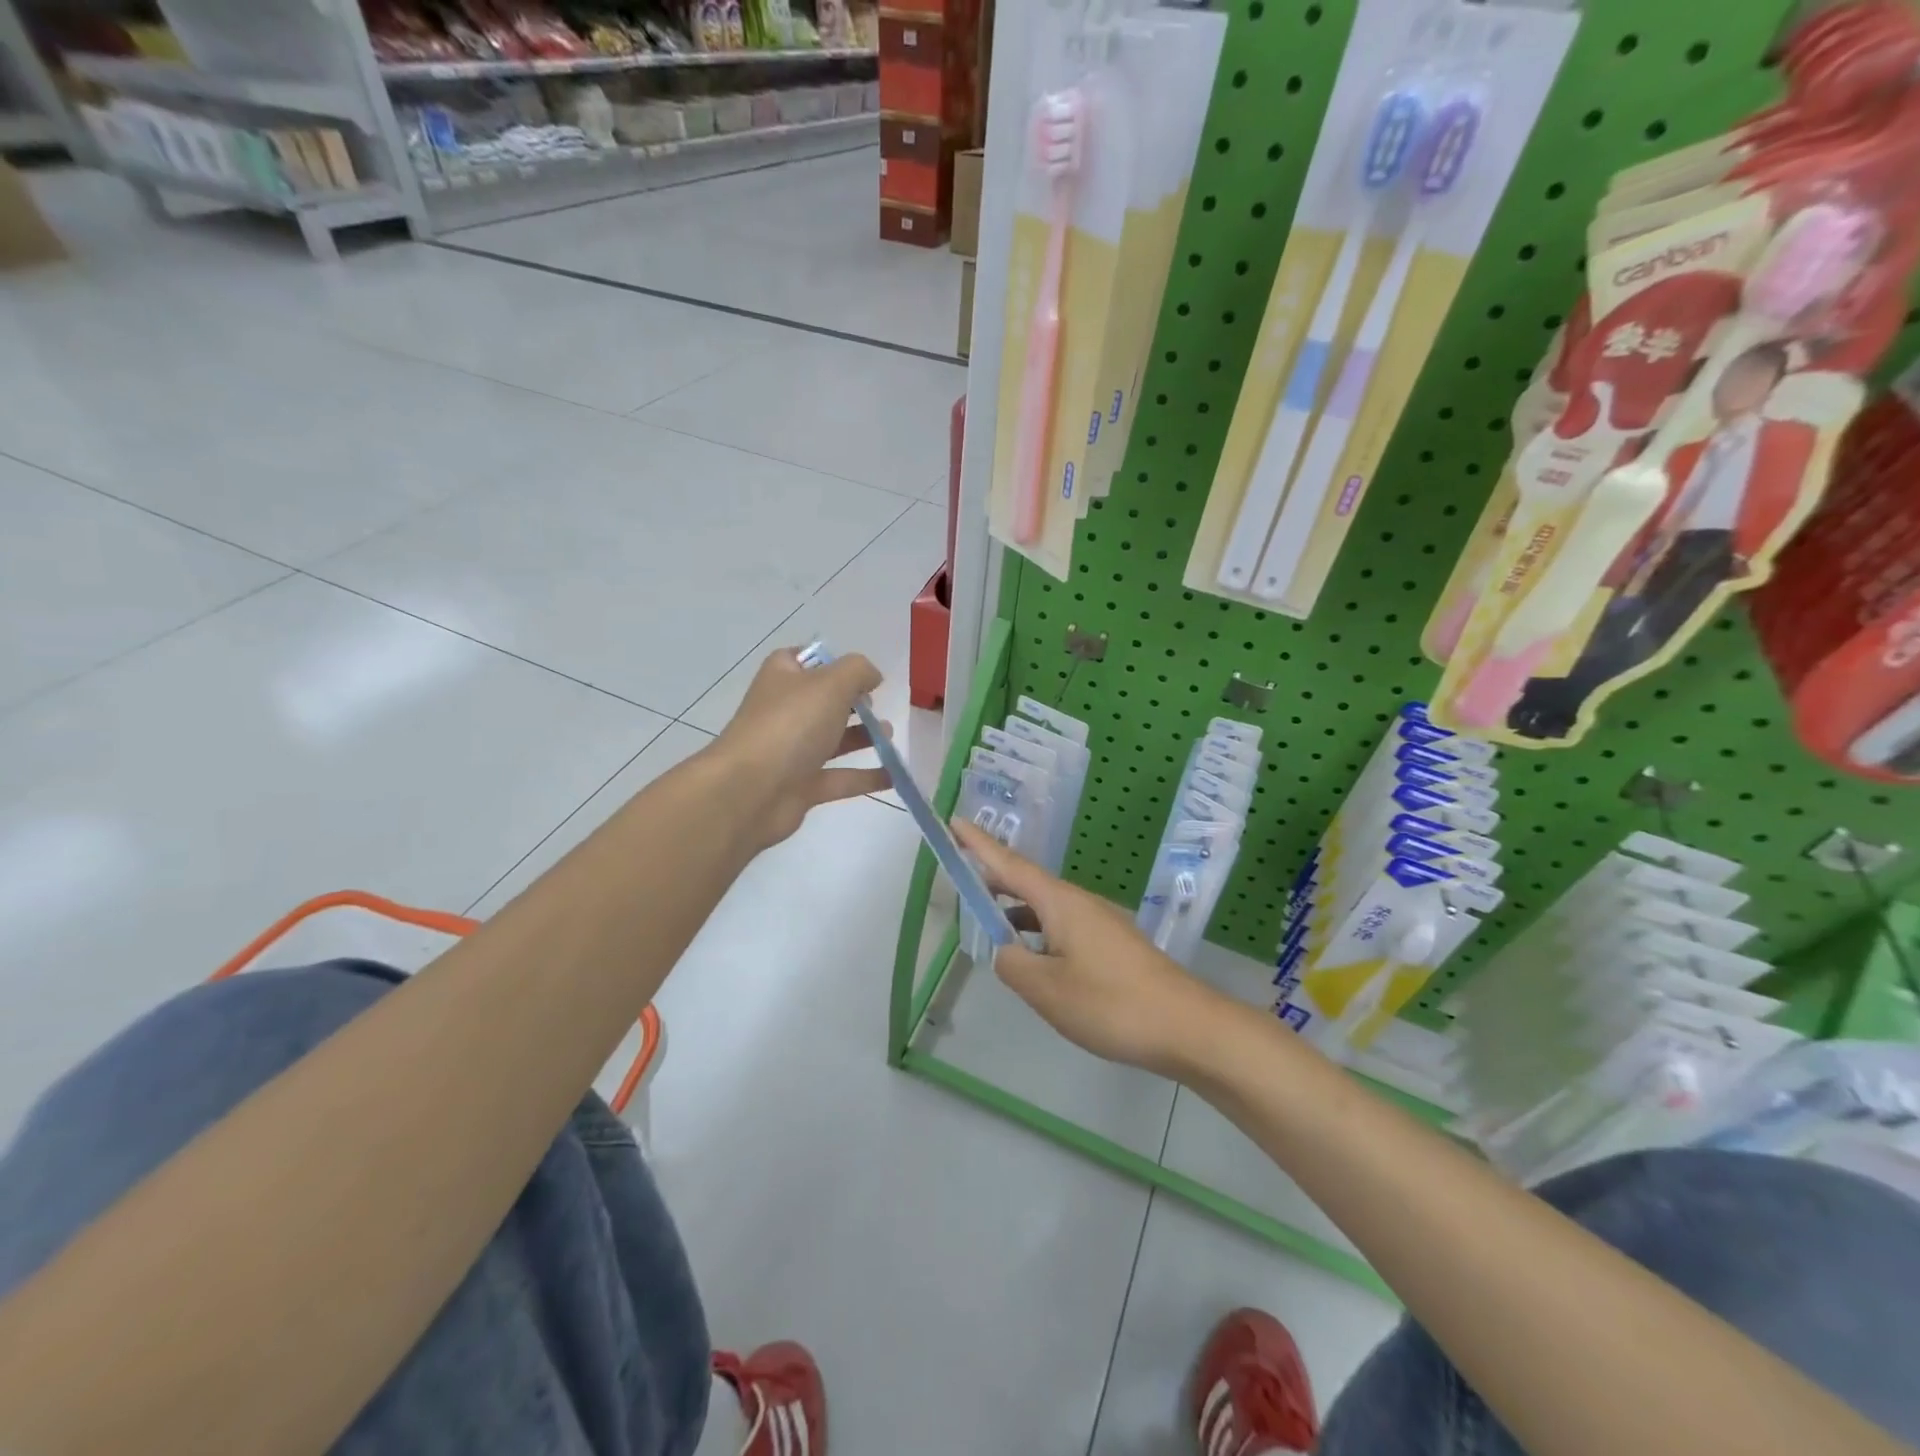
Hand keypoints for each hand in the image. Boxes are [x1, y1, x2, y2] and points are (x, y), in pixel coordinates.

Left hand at [710, 647, 890, 847]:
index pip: (806, 660)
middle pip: (824, 700)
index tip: (864, 672)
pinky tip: (895, 775)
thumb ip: (858, 671)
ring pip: (833, 740)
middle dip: (855, 701)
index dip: (834, 661)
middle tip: (881, 703)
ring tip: (891, 734)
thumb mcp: (831, 683)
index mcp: (783, 677)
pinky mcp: (802, 786)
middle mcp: (785, 711)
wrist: (750, 791)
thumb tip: (873, 676)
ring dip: (864, 736)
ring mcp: (792, 751)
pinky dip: (867, 776)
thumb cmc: (790, 725)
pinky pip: (840, 778)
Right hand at [951, 820, 1234, 1078]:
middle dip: (992, 880)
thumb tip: (1003, 950)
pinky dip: (1037, 934)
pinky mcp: (1111, 946)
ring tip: (989, 928)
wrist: (1186, 1026)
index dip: (978, 844)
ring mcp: (1098, 923)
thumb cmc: (1111, 1003)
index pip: (1009, 864)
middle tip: (961, 882)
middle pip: (1026, 883)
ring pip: (1045, 908)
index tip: (953, 822)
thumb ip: (1012, 964)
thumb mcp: (1047, 989)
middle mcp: (1078, 903)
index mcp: (1060, 902)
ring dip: (1014, 913)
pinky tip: (1033, 961)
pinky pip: (1062, 928)